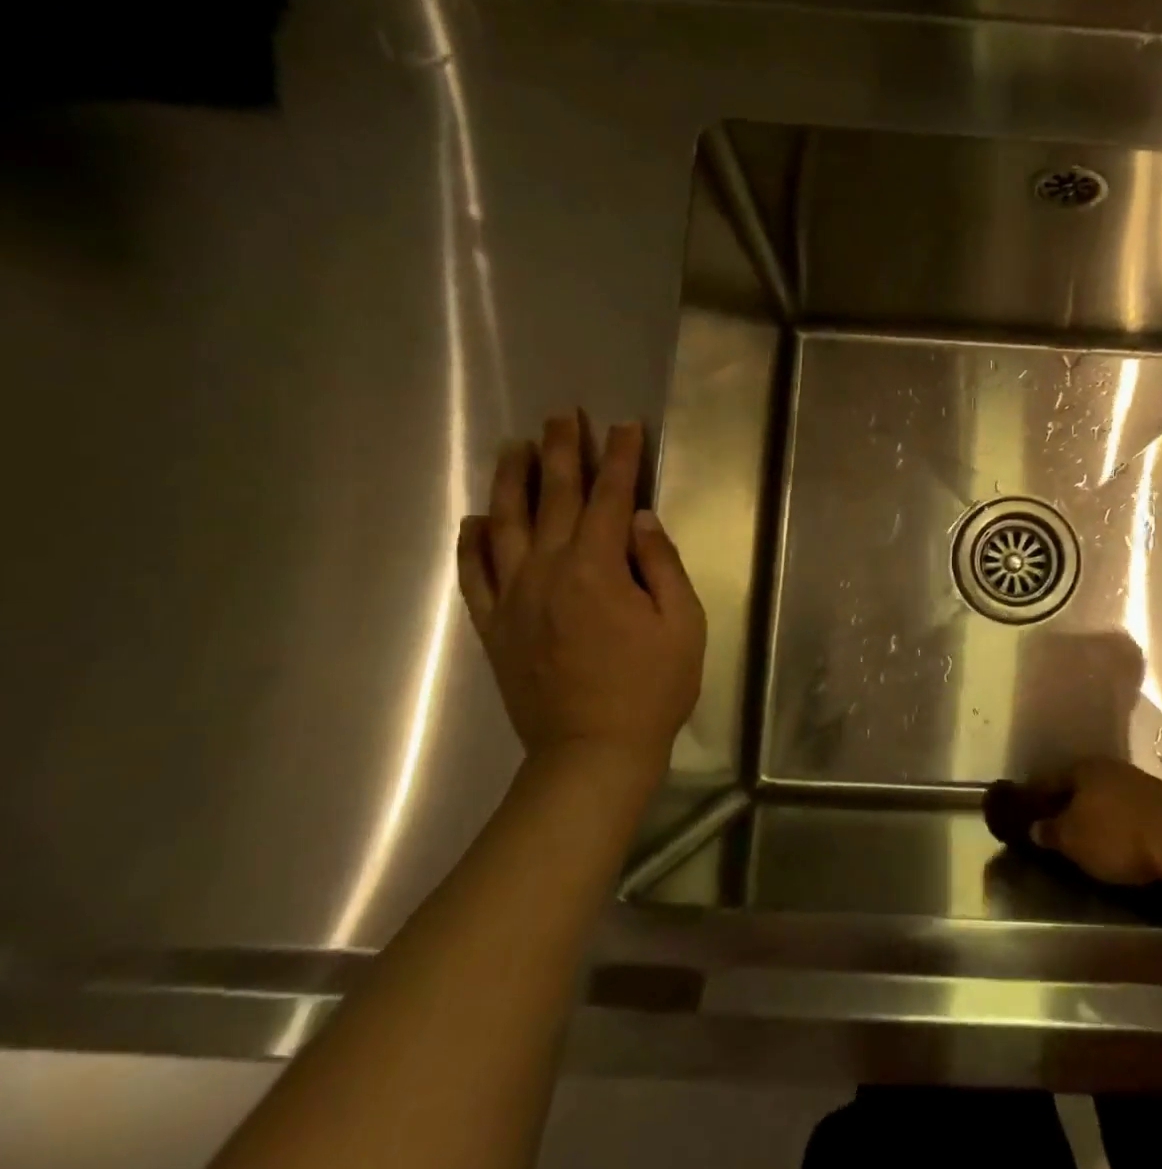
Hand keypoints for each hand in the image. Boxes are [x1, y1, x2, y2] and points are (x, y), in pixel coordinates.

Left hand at [457, 412, 705, 804]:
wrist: (592, 752)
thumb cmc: (652, 688)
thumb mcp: (682, 624)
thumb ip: (660, 565)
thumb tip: (639, 518)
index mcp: (597, 569)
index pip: (608, 498)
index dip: (620, 459)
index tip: (625, 426)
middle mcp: (547, 572)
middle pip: (553, 499)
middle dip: (562, 453)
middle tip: (563, 416)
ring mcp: (513, 599)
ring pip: (505, 526)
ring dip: (512, 482)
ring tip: (516, 447)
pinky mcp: (494, 627)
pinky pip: (473, 576)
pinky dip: (472, 544)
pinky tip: (476, 519)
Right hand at [1020, 758, 1161, 885]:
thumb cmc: (1116, 835)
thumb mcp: (1073, 840)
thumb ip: (1051, 832)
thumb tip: (1035, 827)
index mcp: (1081, 768)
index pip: (1047, 779)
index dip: (1033, 796)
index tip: (1023, 810)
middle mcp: (1107, 766)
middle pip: (1077, 783)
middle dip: (1064, 801)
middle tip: (1052, 822)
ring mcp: (1136, 780)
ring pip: (1103, 794)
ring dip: (1092, 810)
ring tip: (1083, 831)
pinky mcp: (1159, 799)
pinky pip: (1124, 806)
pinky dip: (1114, 818)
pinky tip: (1114, 834)